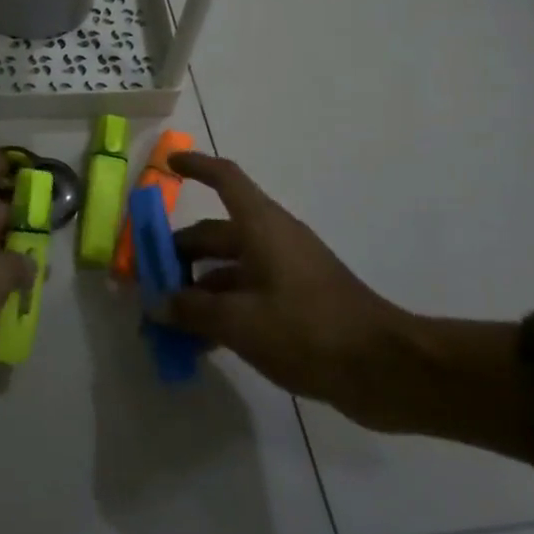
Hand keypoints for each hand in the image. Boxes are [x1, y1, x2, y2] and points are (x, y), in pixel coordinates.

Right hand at [157, 152, 419, 429]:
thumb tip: (156, 303)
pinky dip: (222, 311)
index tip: (168, 163)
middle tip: (148, 280)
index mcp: (261, 226)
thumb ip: (192, 310)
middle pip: (215, 233)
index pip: (225, 179)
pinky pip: (247, 296)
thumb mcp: (240, 321)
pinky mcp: (297, 305)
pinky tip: (202, 343)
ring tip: (168, 320)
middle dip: (179, 254)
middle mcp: (272, 240)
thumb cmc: (308, 329)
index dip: (196, 166)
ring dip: (197, 290)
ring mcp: (286, 273)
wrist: (385, 370)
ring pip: (229, 270)